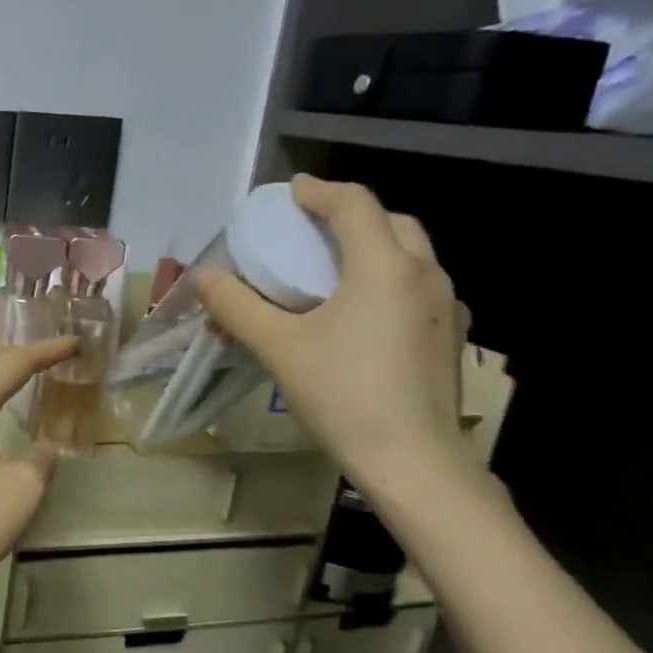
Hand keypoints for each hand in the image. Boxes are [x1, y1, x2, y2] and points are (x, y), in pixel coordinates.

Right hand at [194, 175, 473, 493]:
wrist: (413, 460)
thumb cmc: (343, 394)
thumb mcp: (277, 347)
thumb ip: (237, 306)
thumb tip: (203, 277)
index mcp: (384, 266)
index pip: (354, 204)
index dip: (319, 191)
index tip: (290, 192)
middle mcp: (424, 274)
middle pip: (391, 222)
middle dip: (349, 215)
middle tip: (310, 228)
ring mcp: (444, 306)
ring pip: (410, 254)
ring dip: (372, 246)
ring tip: (332, 267)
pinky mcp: (449, 336)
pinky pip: (417, 286)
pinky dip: (387, 278)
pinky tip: (361, 312)